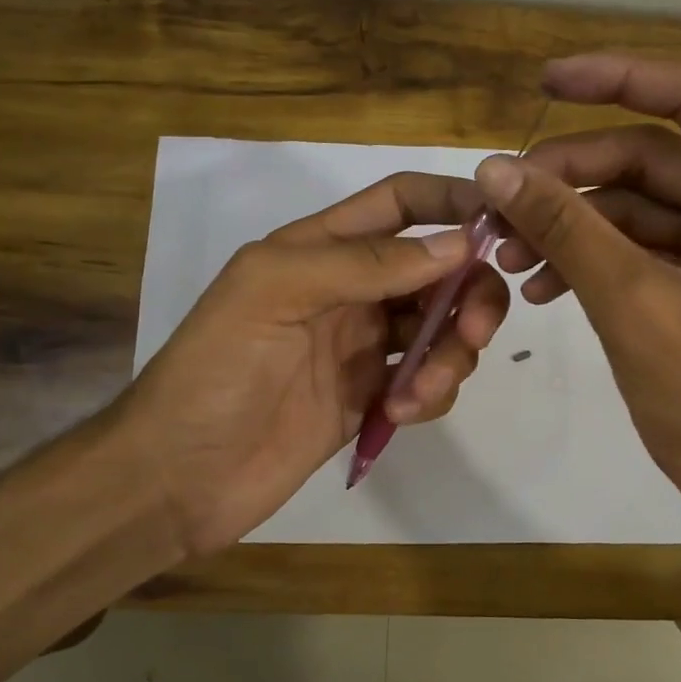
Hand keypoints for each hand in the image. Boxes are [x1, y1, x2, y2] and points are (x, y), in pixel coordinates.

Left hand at [119, 173, 509, 555]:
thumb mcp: (274, 292)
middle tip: (473, 332)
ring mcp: (363, 346)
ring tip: (416, 394)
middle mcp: (351, 289)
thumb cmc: (215, 371)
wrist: (179, 478)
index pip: (401, 203)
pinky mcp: (371, 397)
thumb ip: (363, 263)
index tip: (501, 227)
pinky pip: (427, 380)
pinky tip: (397, 415)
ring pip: (442, 328)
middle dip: (469, 294)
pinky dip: (430, 393)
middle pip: (439, 270)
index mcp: (322, 248)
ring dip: (451, 354)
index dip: (452, 203)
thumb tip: (459, 245)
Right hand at [480, 53, 680, 571]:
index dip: (620, 79)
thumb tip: (494, 169)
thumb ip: (566, 228)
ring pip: (636, 203)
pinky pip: (636, 245)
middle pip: (653, 157)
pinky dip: (587, 256)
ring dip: (569, 222)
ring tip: (506, 253)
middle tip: (500, 202)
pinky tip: (538, 286)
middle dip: (571, 176)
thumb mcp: (635, 306)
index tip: (546, 81)